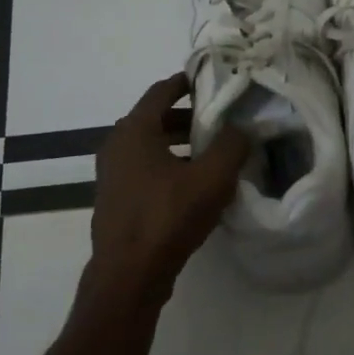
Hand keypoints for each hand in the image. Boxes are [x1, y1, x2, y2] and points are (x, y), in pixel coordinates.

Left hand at [86, 74, 250, 310]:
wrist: (129, 274)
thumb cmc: (167, 217)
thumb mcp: (211, 178)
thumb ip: (231, 146)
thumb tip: (241, 128)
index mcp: (134, 130)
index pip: (161, 91)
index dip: (186, 82)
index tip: (210, 80)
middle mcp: (117, 146)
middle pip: (154, 119)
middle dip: (187, 117)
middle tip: (219, 121)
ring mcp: (112, 175)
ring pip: (150, 147)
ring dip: (178, 145)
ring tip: (211, 153)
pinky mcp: (116, 200)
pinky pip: (145, 171)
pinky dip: (167, 167)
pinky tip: (193, 185)